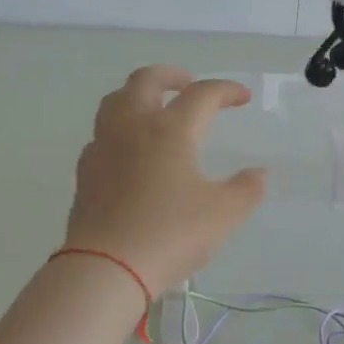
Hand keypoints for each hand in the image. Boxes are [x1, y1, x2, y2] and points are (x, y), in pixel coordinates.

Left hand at [64, 66, 266, 293]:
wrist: (106, 268)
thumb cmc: (170, 234)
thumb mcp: (223, 214)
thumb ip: (246, 189)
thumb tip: (258, 173)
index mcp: (170, 129)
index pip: (202, 94)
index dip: (226, 90)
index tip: (242, 97)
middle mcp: (133, 127)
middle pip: (146, 80)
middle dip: (172, 75)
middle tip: (189, 83)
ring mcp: (103, 147)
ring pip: (115, 100)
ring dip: (138, 94)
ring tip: (155, 107)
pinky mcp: (85, 172)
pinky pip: (102, 134)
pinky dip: (120, 129)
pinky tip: (129, 149)